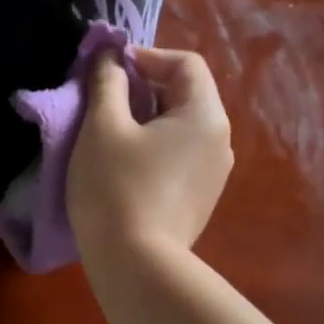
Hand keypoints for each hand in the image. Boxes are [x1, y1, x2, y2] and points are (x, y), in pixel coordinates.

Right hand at [69, 47, 232, 259]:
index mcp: (205, 115)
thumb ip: (107, 82)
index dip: (146, 57)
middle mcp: (220, 140)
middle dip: (145, 86)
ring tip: (111, 132)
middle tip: (104, 100)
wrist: (137, 267)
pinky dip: (156, 145)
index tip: (110, 71)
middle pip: (186, 93)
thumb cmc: (116, 188)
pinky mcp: (202, 198)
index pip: (185, 63)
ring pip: (182, 125)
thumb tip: (111, 55)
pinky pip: (181, 154)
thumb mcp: (103, 127)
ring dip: (148, 116)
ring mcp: (215, 173)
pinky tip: (126, 164)